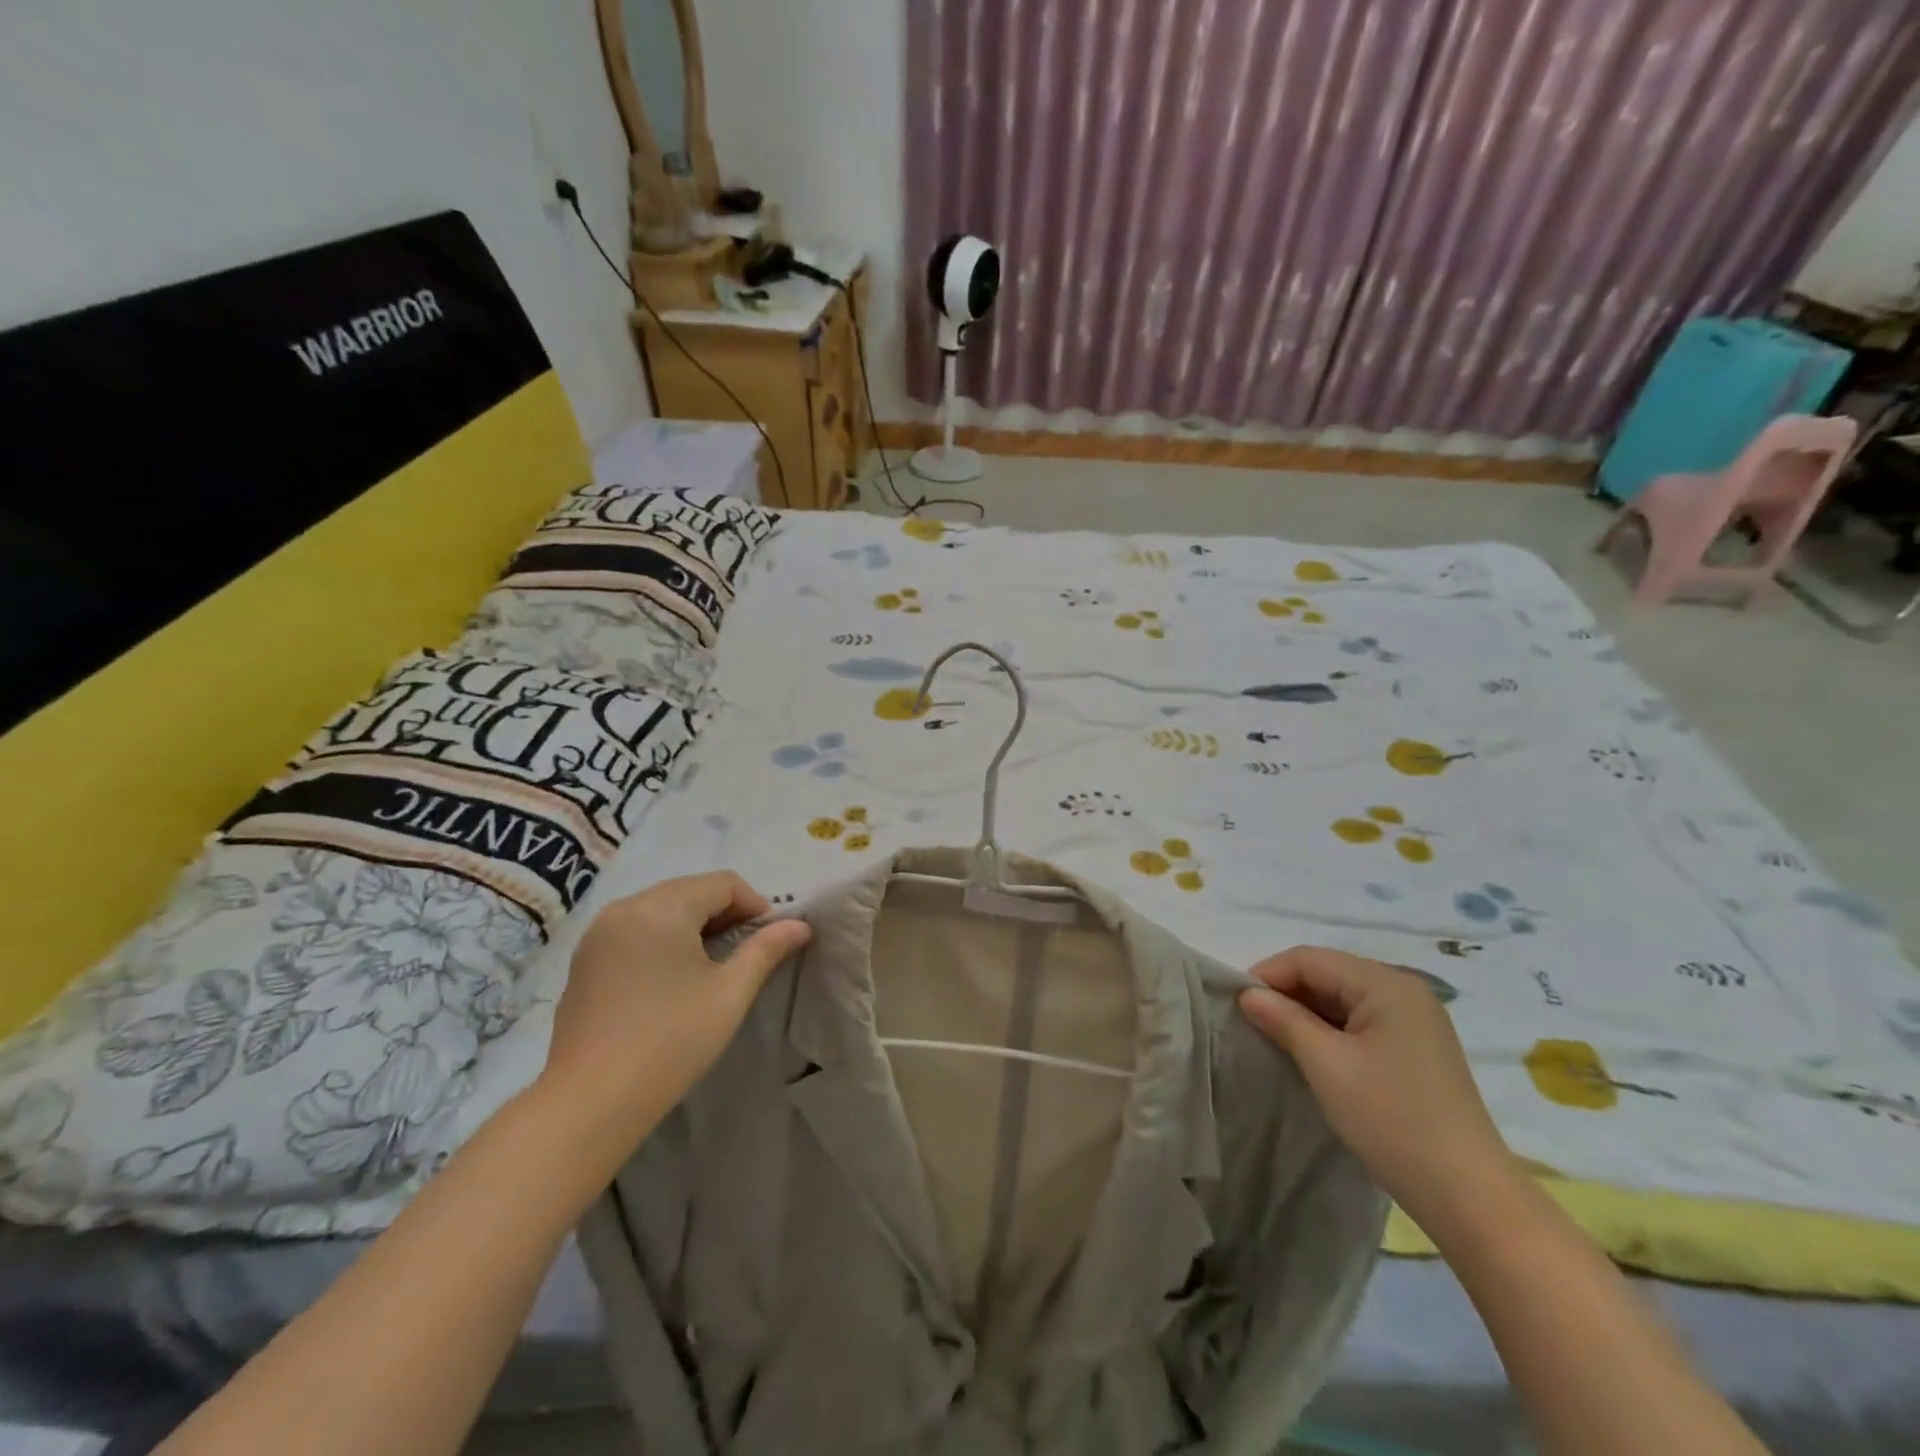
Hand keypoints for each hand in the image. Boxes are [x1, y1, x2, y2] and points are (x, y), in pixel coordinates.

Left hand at [536, 872, 811, 1158]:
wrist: (590, 1102)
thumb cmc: (670, 1041)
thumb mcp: (730, 993)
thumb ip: (766, 949)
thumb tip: (800, 925)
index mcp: (662, 908)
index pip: (723, 883)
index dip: (755, 905)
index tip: (769, 941)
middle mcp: (626, 907)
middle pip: (690, 889)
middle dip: (724, 912)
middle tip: (745, 951)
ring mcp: (599, 932)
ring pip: (661, 907)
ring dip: (693, 923)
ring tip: (711, 964)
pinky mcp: (585, 958)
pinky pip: (635, 928)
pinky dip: (662, 937)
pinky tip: (671, 977)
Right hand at [1238, 947, 1511, 1232]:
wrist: (1469, 1196)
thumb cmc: (1392, 1119)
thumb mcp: (1326, 1064)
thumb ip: (1283, 1019)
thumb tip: (1248, 994)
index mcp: (1386, 983)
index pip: (1310, 959)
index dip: (1268, 974)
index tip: (1236, 1004)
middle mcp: (1404, 991)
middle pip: (1328, 974)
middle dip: (1285, 993)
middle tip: (1251, 1022)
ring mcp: (1415, 1021)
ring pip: (1343, 999)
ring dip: (1306, 1013)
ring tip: (1275, 1038)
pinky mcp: (1417, 1049)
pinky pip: (1360, 1022)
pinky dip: (1330, 1030)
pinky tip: (1312, 1054)